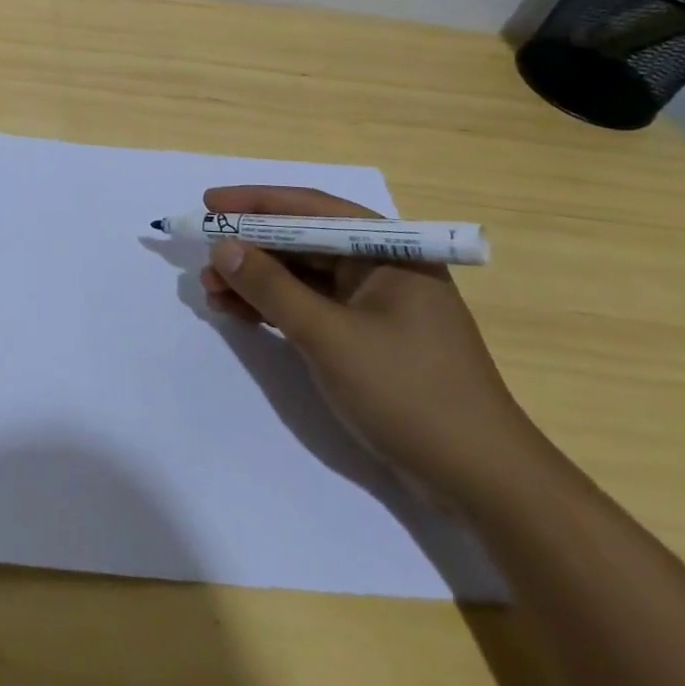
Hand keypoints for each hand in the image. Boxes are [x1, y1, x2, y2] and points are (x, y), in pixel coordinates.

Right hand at [198, 185, 546, 509]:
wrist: (480, 482)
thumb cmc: (410, 393)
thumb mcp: (330, 337)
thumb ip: (272, 288)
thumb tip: (222, 247)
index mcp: (389, 251)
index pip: (312, 210)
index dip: (256, 203)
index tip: (208, 205)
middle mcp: (382, 267)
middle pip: (303, 242)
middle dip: (250, 249)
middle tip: (204, 259)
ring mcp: (374, 305)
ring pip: (302, 277)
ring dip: (256, 281)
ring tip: (211, 291)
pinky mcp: (366, 338)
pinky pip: (310, 308)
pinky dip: (274, 308)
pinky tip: (238, 313)